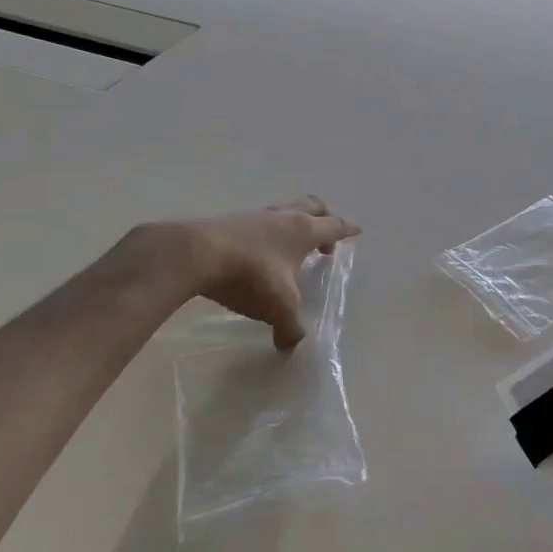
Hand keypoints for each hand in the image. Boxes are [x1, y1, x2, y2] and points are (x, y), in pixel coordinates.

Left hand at [153, 197, 359, 348]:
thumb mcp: (278, 307)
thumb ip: (290, 327)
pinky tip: (257, 250)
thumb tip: (291, 345)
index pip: (334, 226)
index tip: (357, 229)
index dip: (347, 229)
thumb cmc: (251, 275)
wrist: (195, 254)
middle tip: (326, 233)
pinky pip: (255, 221)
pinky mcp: (227, 221)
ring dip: (291, 222)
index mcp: (303, 231)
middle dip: (323, 216)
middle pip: (312, 206)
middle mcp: (283, 217)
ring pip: (282, 210)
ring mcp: (254, 215)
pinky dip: (264, 232)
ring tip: (290, 243)